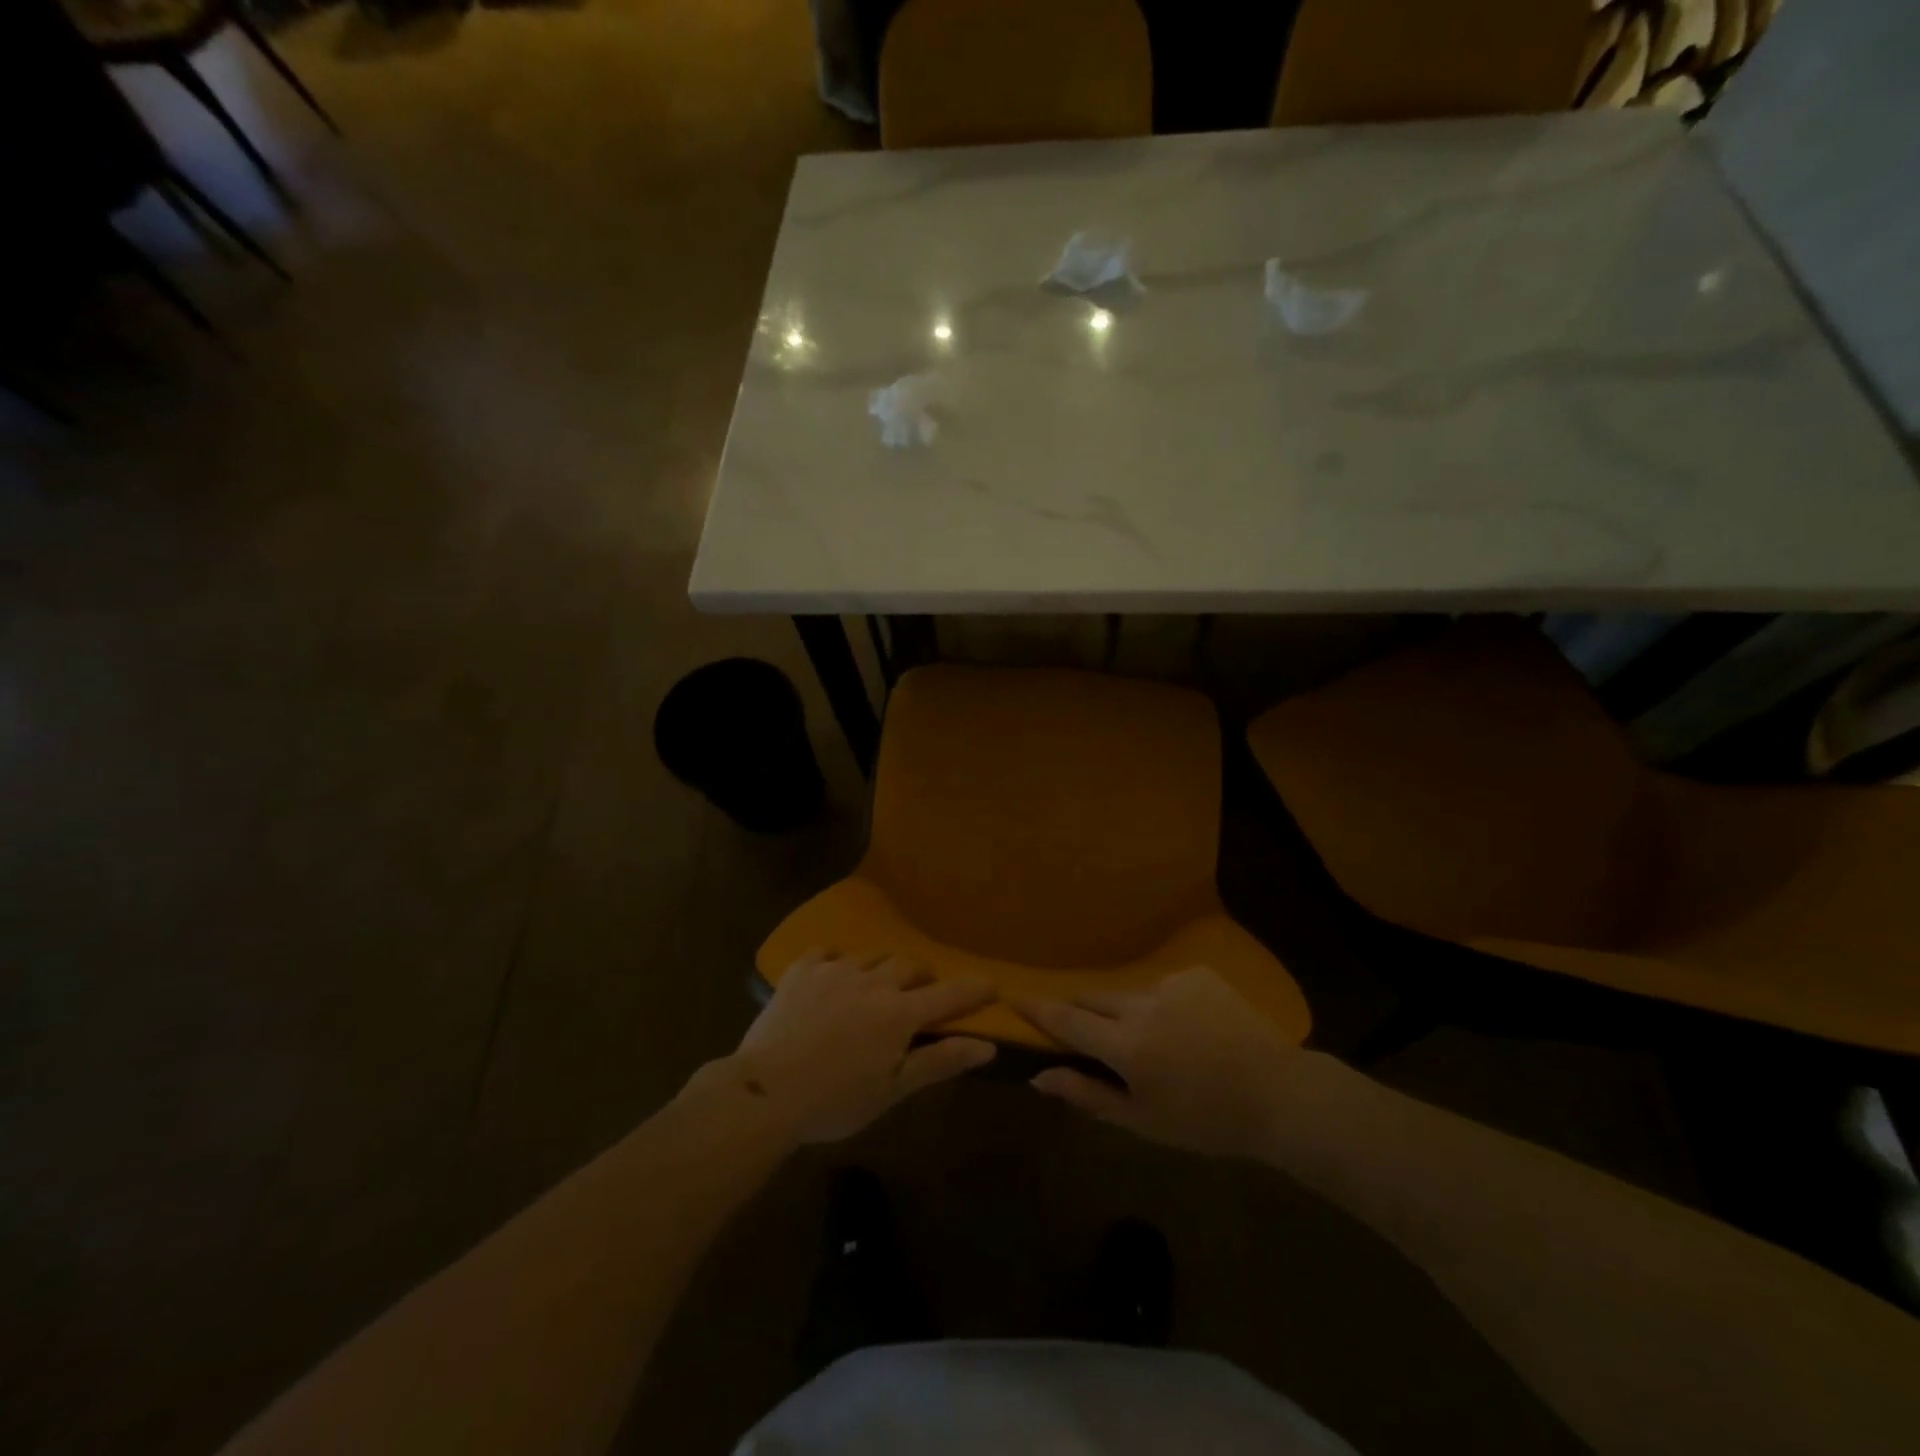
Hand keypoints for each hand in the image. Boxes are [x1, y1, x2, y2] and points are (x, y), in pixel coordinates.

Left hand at [728, 950, 996, 1144]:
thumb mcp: (893, 1090)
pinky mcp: (802, 969)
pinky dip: (837, 961)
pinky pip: (827, 951)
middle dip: (922, 977)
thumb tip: (987, 1045)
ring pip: (872, 956)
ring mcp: (835, 970)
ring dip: (883, 968)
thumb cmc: (835, 1100)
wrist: (765, 1092)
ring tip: (875, 987)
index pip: (949, 994)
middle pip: (910, 965)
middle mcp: (873, 981)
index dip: (974, 989)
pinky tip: (832, 975)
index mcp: (900, 1013)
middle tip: (919, 995)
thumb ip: (939, 1061)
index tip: (992, 984)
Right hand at [1015, 967, 1307, 1159]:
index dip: (1037, 1009)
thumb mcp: (1143, 1120)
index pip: (1066, 1020)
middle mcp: (1141, 1004)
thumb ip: (1088, 1094)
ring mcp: (1171, 983)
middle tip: (1080, 1029)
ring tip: (1150, 1039)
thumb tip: (1040, 1077)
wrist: (1279, 1094)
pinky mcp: (1197, 974)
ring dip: (1125, 1012)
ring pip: (1128, 993)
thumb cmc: (1206, 1121)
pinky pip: (1163, 986)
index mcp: (1126, 1045)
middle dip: (1078, 1010)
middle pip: (1091, 998)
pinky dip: (1161, 1004)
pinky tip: (1187, 1028)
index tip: (1014, 998)